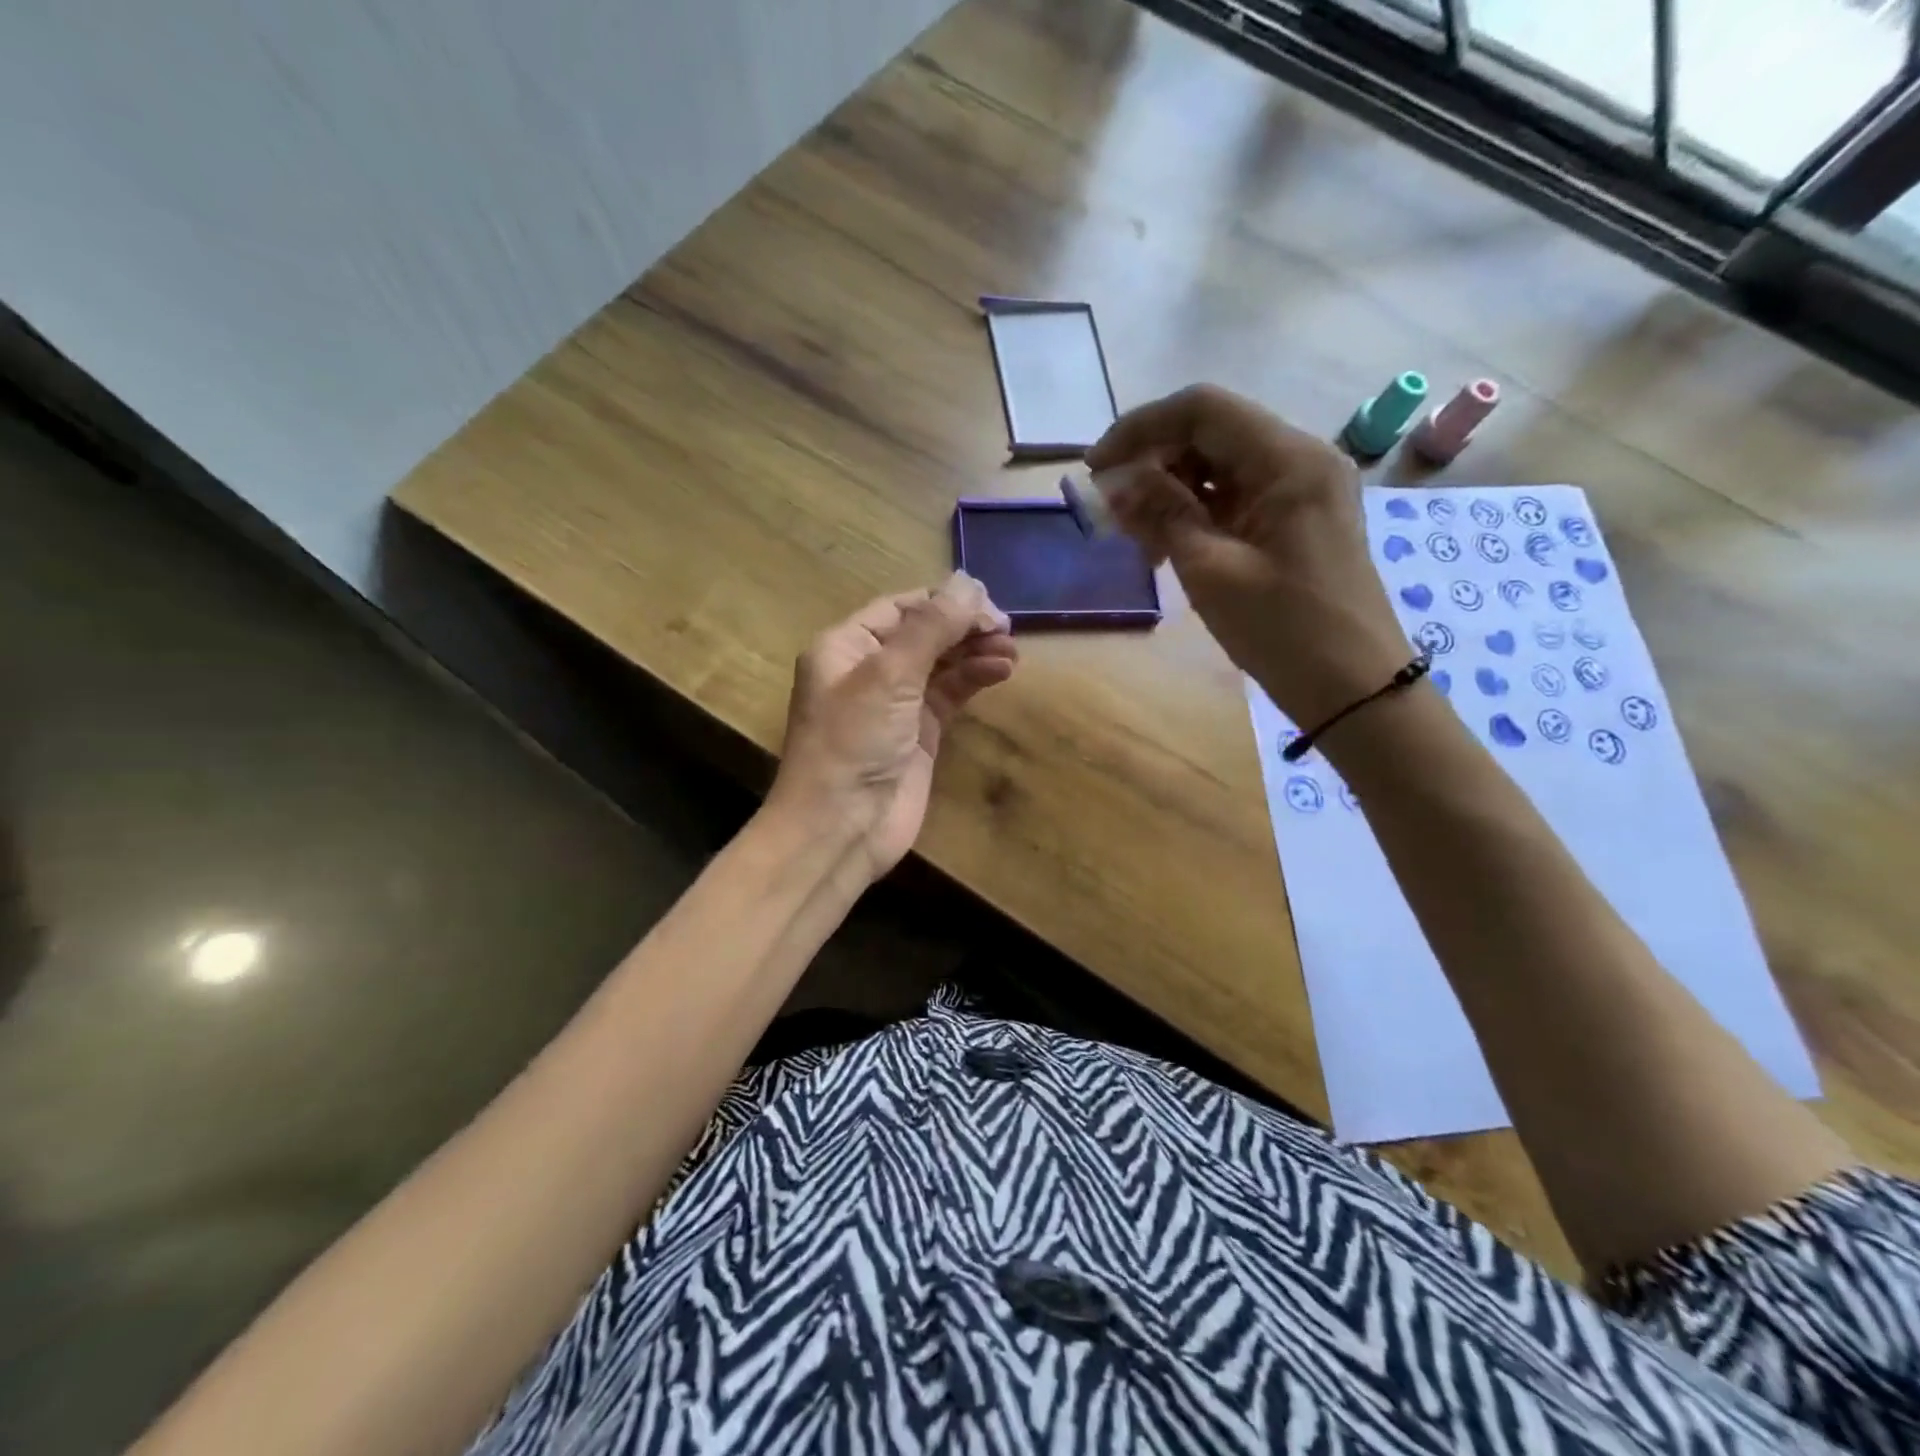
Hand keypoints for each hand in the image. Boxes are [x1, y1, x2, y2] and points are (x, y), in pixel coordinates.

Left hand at [768, 574, 1016, 880]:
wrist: (842, 827)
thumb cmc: (853, 742)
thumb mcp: (890, 675)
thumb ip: (932, 627)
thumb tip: (968, 581)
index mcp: (846, 645)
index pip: (901, 607)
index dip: (944, 601)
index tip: (988, 605)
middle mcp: (868, 669)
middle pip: (924, 632)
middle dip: (964, 626)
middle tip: (1006, 629)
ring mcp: (895, 703)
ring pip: (941, 663)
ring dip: (975, 652)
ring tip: (1011, 652)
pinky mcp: (919, 733)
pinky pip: (950, 694)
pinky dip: (974, 680)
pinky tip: (1001, 671)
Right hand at [1086, 384, 1407, 728]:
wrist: (1352, 688)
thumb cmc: (1283, 630)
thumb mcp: (1212, 571)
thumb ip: (1161, 515)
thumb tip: (1113, 481)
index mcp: (1288, 460)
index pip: (1202, 410)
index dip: (1140, 429)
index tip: (1095, 469)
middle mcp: (1299, 458)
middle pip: (1210, 432)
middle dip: (1153, 462)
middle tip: (1112, 509)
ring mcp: (1300, 489)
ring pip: (1218, 465)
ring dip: (1169, 490)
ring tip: (1137, 536)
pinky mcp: (1294, 518)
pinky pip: (1234, 496)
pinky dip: (1194, 512)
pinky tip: (1167, 545)